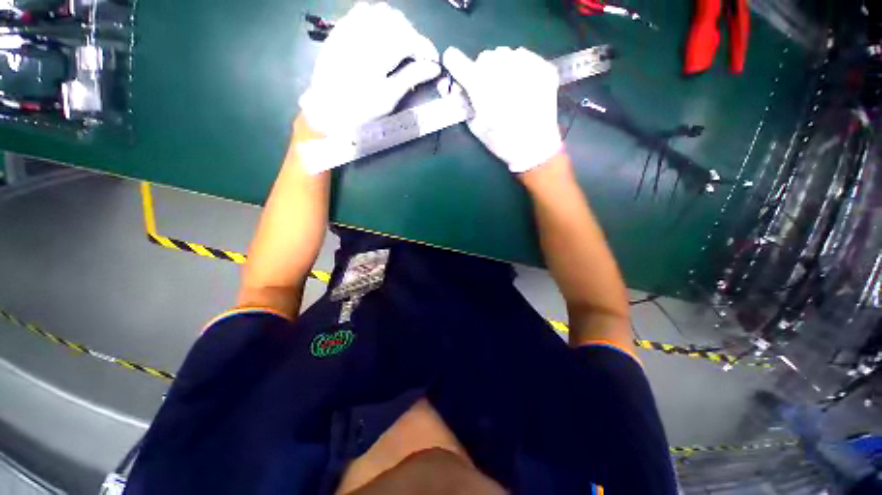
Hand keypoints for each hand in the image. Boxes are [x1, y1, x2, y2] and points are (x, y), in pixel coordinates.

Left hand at [299, 3, 440, 135]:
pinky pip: (363, 11)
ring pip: (381, 12)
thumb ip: (411, 78)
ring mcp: (349, 28)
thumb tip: (434, 67)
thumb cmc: (360, 111)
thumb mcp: (388, 98)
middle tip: (417, 57)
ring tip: (400, 46)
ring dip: (397, 26)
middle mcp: (363, 34)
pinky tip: (381, 34)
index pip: (409, 40)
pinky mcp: (340, 28)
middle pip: (398, 22)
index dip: (426, 48)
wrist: (326, 110)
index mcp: (377, 55)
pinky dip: (378, 18)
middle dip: (413, 37)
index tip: (434, 61)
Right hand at [442, 47, 562, 173]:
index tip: (454, 65)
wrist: (536, 147)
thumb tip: (455, 86)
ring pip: (505, 55)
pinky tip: (523, 87)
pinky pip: (524, 58)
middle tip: (489, 91)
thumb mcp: (475, 127)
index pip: (457, 60)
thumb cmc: (502, 142)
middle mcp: (500, 66)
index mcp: (480, 84)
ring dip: (502, 68)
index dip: (453, 63)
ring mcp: (524, 64)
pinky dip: (520, 69)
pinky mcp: (542, 66)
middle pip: (484, 57)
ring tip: (509, 89)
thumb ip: (463, 103)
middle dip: (482, 71)